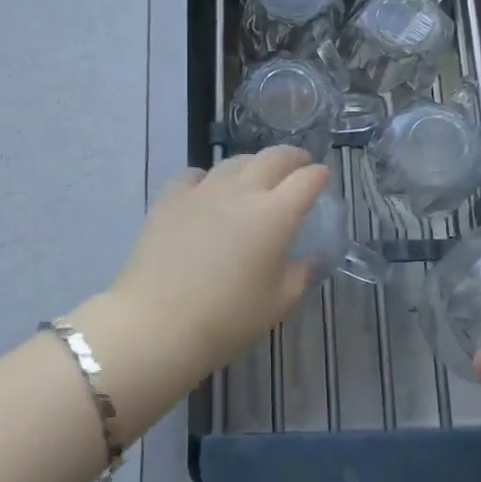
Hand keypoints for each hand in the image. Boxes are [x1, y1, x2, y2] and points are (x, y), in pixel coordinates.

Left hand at [108, 147, 327, 374]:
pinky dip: (209, 178)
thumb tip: (309, 260)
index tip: (322, 179)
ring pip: (235, 162)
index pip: (307, 179)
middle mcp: (242, 191)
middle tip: (298, 166)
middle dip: (293, 158)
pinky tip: (208, 192)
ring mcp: (204, 190)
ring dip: (254, 165)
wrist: (158, 323)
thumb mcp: (278, 303)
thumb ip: (300, 275)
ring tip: (256, 178)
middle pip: (274, 158)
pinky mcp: (171, 197)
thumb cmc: (228, 319)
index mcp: (276, 214)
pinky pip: (196, 174)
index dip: (319, 176)